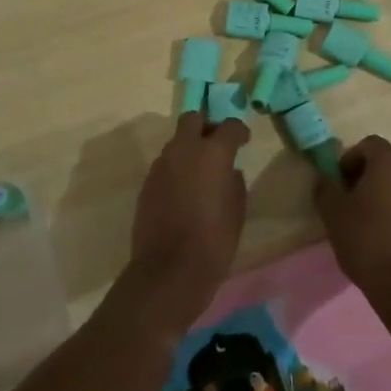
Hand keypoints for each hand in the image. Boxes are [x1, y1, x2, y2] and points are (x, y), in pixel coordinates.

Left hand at [125, 112, 249, 334]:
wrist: (168, 271)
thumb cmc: (213, 242)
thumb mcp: (237, 212)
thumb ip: (234, 183)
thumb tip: (229, 172)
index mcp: (213, 153)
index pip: (229, 126)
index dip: (239, 131)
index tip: (243, 141)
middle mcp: (184, 150)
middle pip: (193, 119)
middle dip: (206, 126)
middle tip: (216, 145)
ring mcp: (161, 164)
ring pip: (176, 141)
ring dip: (189, 148)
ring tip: (200, 172)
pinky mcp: (147, 182)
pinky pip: (165, 164)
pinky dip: (176, 168)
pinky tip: (183, 190)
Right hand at [314, 135, 390, 313]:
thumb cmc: (367, 241)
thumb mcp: (333, 212)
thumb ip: (325, 187)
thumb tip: (326, 178)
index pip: (367, 145)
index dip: (349, 161)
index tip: (339, 186)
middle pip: (387, 161)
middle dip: (367, 174)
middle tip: (350, 201)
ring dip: (385, 191)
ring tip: (369, 219)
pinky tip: (388, 232)